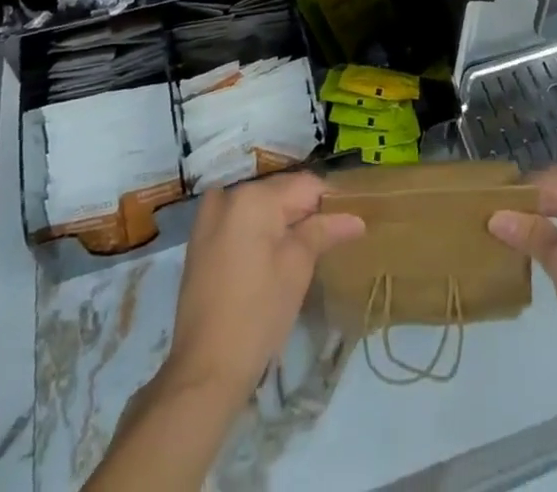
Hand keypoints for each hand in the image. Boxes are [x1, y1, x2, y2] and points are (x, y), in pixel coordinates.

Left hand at [160, 173, 364, 405]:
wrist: (204, 370)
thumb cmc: (258, 315)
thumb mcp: (297, 268)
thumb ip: (323, 231)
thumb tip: (356, 218)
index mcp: (254, 196)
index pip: (305, 185)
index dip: (330, 202)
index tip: (348, 224)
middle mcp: (229, 196)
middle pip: (280, 191)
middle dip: (306, 211)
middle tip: (330, 239)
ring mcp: (209, 217)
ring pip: (260, 205)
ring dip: (282, 220)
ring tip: (304, 248)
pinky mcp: (200, 241)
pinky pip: (239, 220)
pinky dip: (259, 229)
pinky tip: (272, 254)